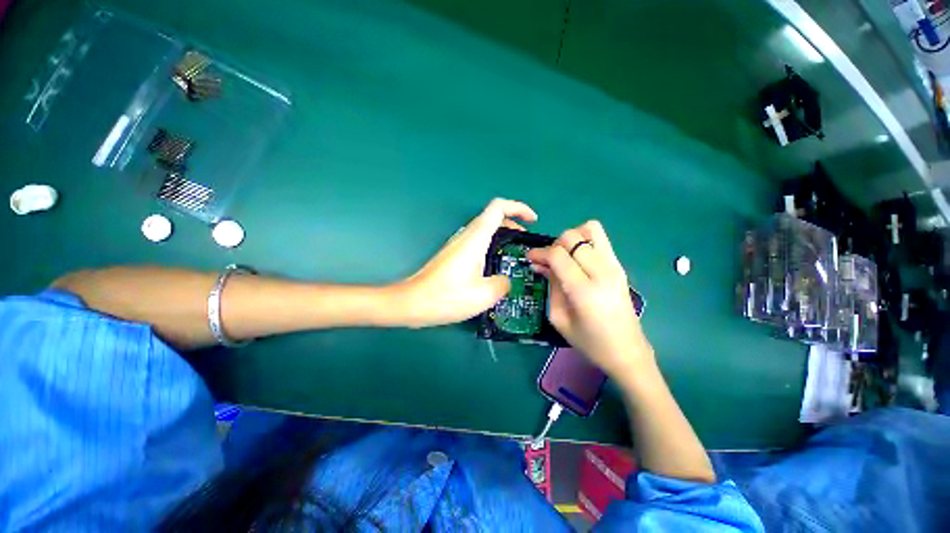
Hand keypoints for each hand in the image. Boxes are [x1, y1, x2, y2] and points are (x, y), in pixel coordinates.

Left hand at [396, 198, 537, 326]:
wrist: (412, 302)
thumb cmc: (447, 296)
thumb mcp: (484, 295)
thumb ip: (502, 284)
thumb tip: (504, 280)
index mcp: (476, 238)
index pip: (499, 207)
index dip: (519, 207)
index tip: (533, 220)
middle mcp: (466, 235)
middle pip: (493, 216)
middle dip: (514, 223)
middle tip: (526, 241)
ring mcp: (458, 244)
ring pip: (485, 229)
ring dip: (503, 234)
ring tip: (515, 252)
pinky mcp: (453, 254)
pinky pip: (478, 241)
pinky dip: (492, 244)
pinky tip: (495, 264)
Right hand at [527, 221, 653, 381]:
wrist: (627, 352)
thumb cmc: (589, 342)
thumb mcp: (559, 318)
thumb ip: (551, 286)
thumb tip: (542, 265)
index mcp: (585, 291)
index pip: (558, 255)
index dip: (540, 253)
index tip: (529, 258)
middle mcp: (602, 272)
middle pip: (572, 238)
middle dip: (553, 245)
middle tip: (546, 261)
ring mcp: (614, 266)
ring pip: (589, 229)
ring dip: (571, 238)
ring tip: (564, 256)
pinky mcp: (620, 265)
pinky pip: (600, 238)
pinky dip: (584, 240)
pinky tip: (576, 258)